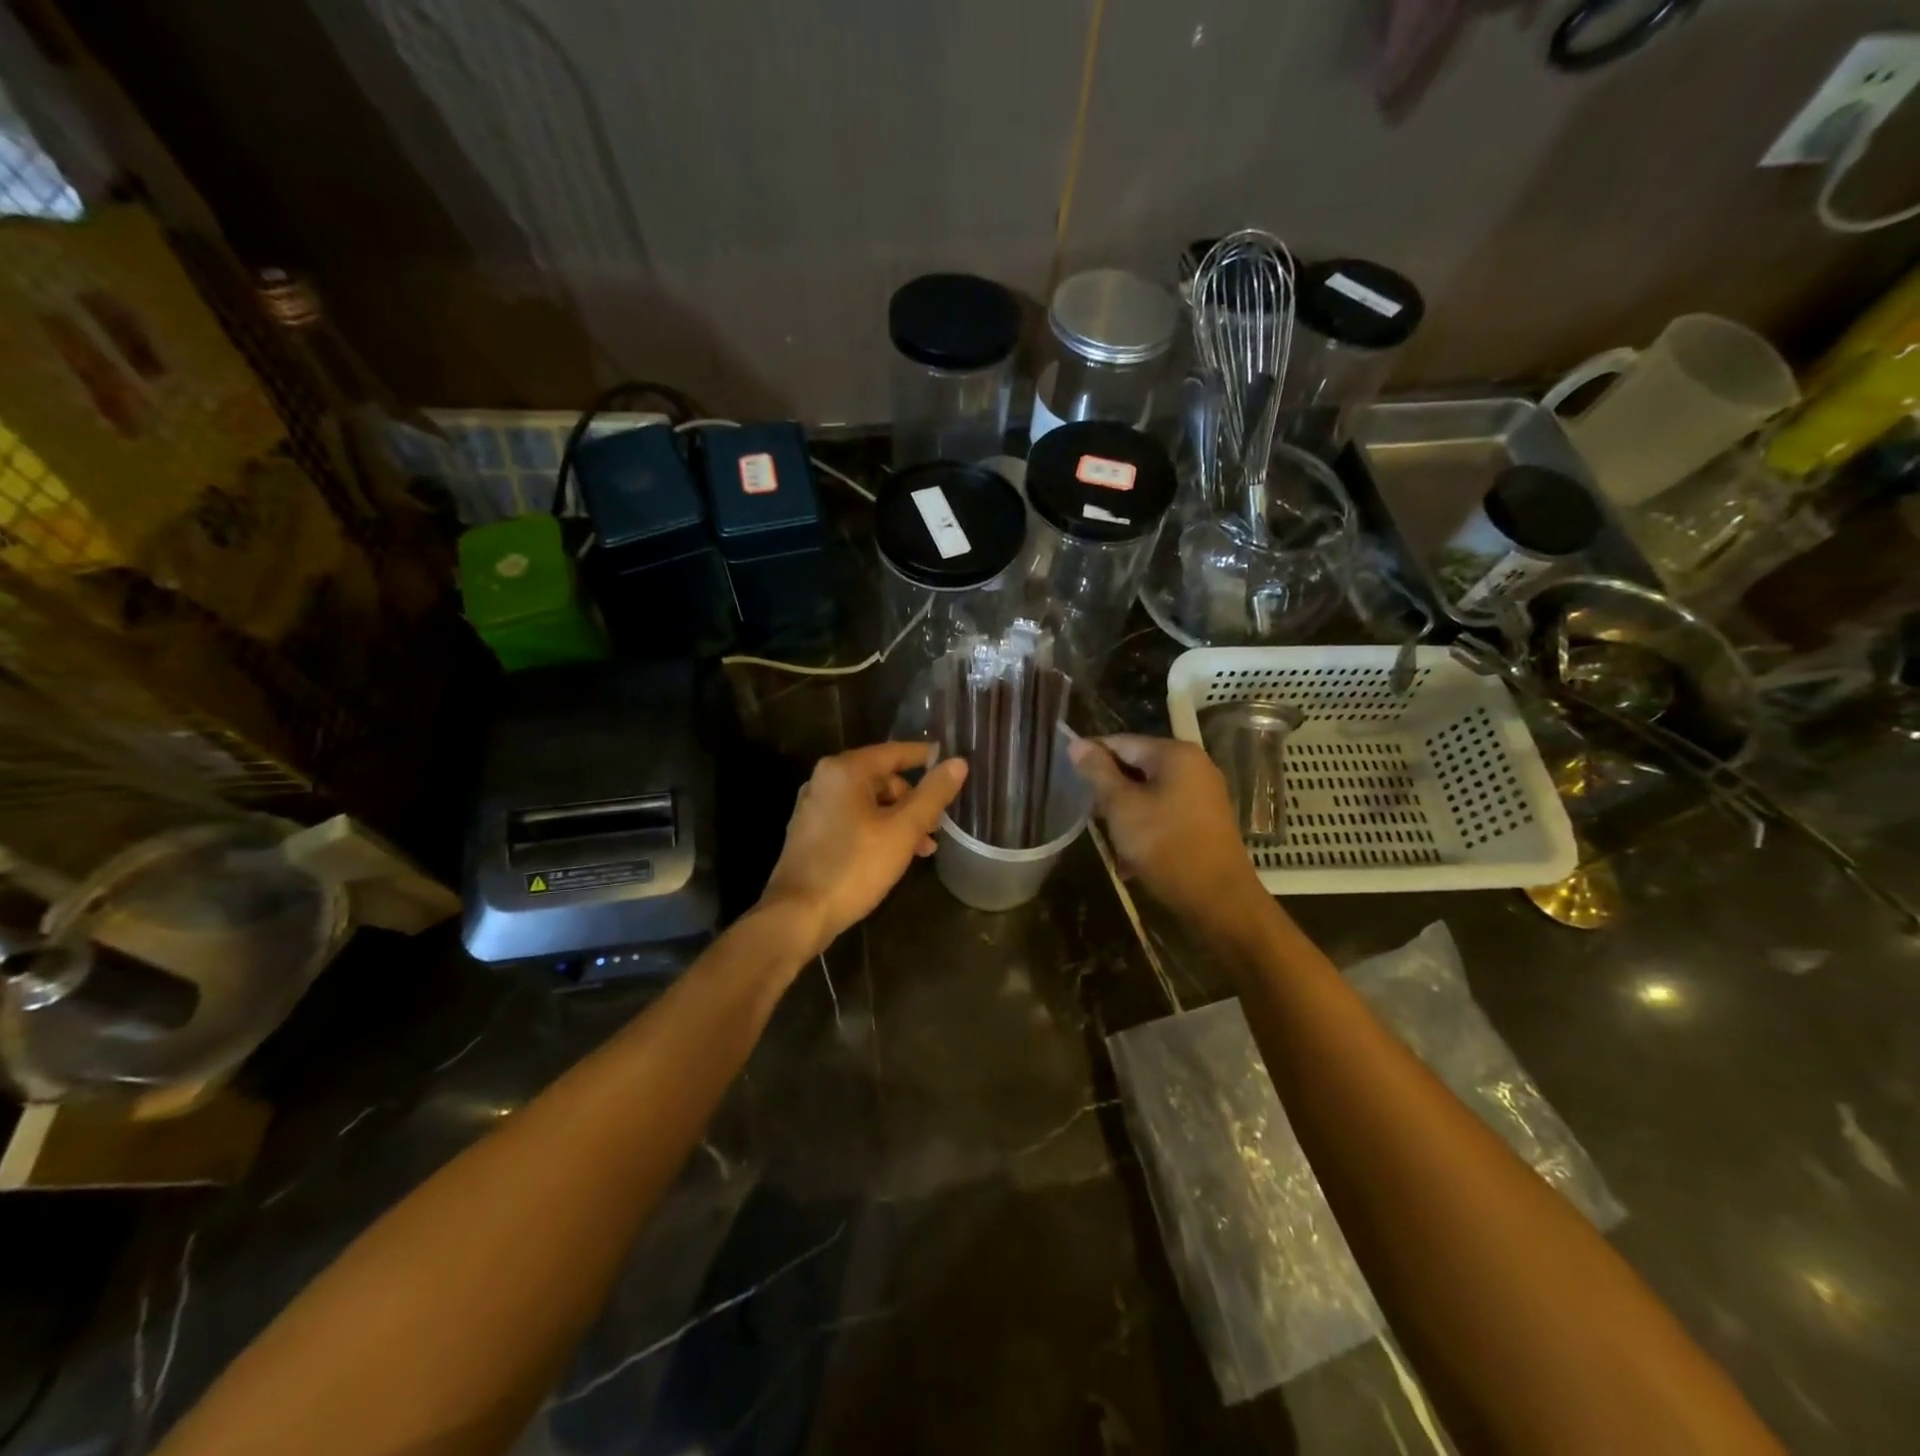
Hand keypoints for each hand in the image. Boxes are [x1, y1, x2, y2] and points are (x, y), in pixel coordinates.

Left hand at [760, 743, 968, 956]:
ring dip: (898, 820)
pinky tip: (893, 856)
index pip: (895, 752)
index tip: (952, 766)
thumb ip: (932, 794)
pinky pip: (853, 819)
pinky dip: (877, 830)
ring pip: (868, 802)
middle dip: (913, 801)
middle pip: (881, 779)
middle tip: (936, 827)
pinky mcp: (810, 832)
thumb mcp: (903, 830)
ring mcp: (814, 806)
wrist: (798, 914)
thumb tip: (958, 763)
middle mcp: (825, 780)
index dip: (926, 758)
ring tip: (922, 849)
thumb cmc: (854, 867)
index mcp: (845, 770)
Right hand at [1068, 734, 1265, 923]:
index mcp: (1175, 754)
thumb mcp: (1121, 807)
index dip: (1091, 757)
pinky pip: (1165, 813)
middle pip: (1137, 767)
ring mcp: (1204, 794)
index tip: (1068, 778)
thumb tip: (1077, 744)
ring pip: (1149, 793)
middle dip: (1109, 791)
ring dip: (1125, 814)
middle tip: (1089, 816)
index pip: (1122, 742)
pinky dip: (1146, 827)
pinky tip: (1130, 857)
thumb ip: (1097, 772)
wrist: (1218, 900)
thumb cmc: (1165, 846)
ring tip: (1108, 839)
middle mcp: (1195, 766)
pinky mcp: (1206, 821)